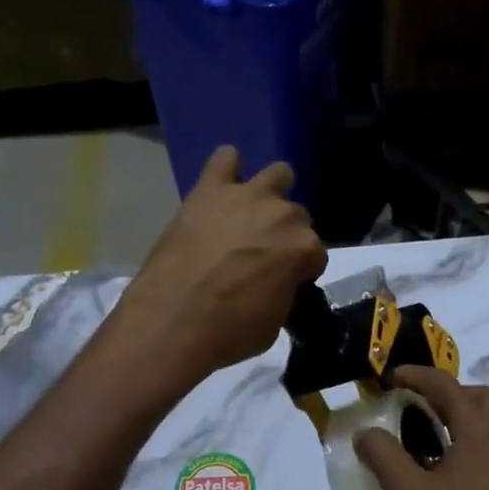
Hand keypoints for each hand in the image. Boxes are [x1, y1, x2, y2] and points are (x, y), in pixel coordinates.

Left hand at [109, 146, 326, 386]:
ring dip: (269, 193)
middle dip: (283, 234)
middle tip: (259, 255)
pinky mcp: (209, 189)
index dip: (300, 270)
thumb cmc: (229, 331)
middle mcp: (283, 214)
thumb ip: (284, 293)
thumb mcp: (274, 323)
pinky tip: (220, 188)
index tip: (285, 282)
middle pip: (295, 216)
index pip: (315, 254)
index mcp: (303, 248)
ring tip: (249, 215)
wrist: (174, 320)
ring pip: (277, 174)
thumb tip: (278, 284)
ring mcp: (246, 196)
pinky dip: (227, 169)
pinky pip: (225, 158)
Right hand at [355, 365, 488, 489]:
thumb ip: (384, 457)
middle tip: (418, 407)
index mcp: (479, 425)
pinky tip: (462, 467)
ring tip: (437, 437)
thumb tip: (365, 432)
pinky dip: (479, 437)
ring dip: (465, 415)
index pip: (443, 384)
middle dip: (445, 393)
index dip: (414, 375)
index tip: (390, 378)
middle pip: (475, 394)